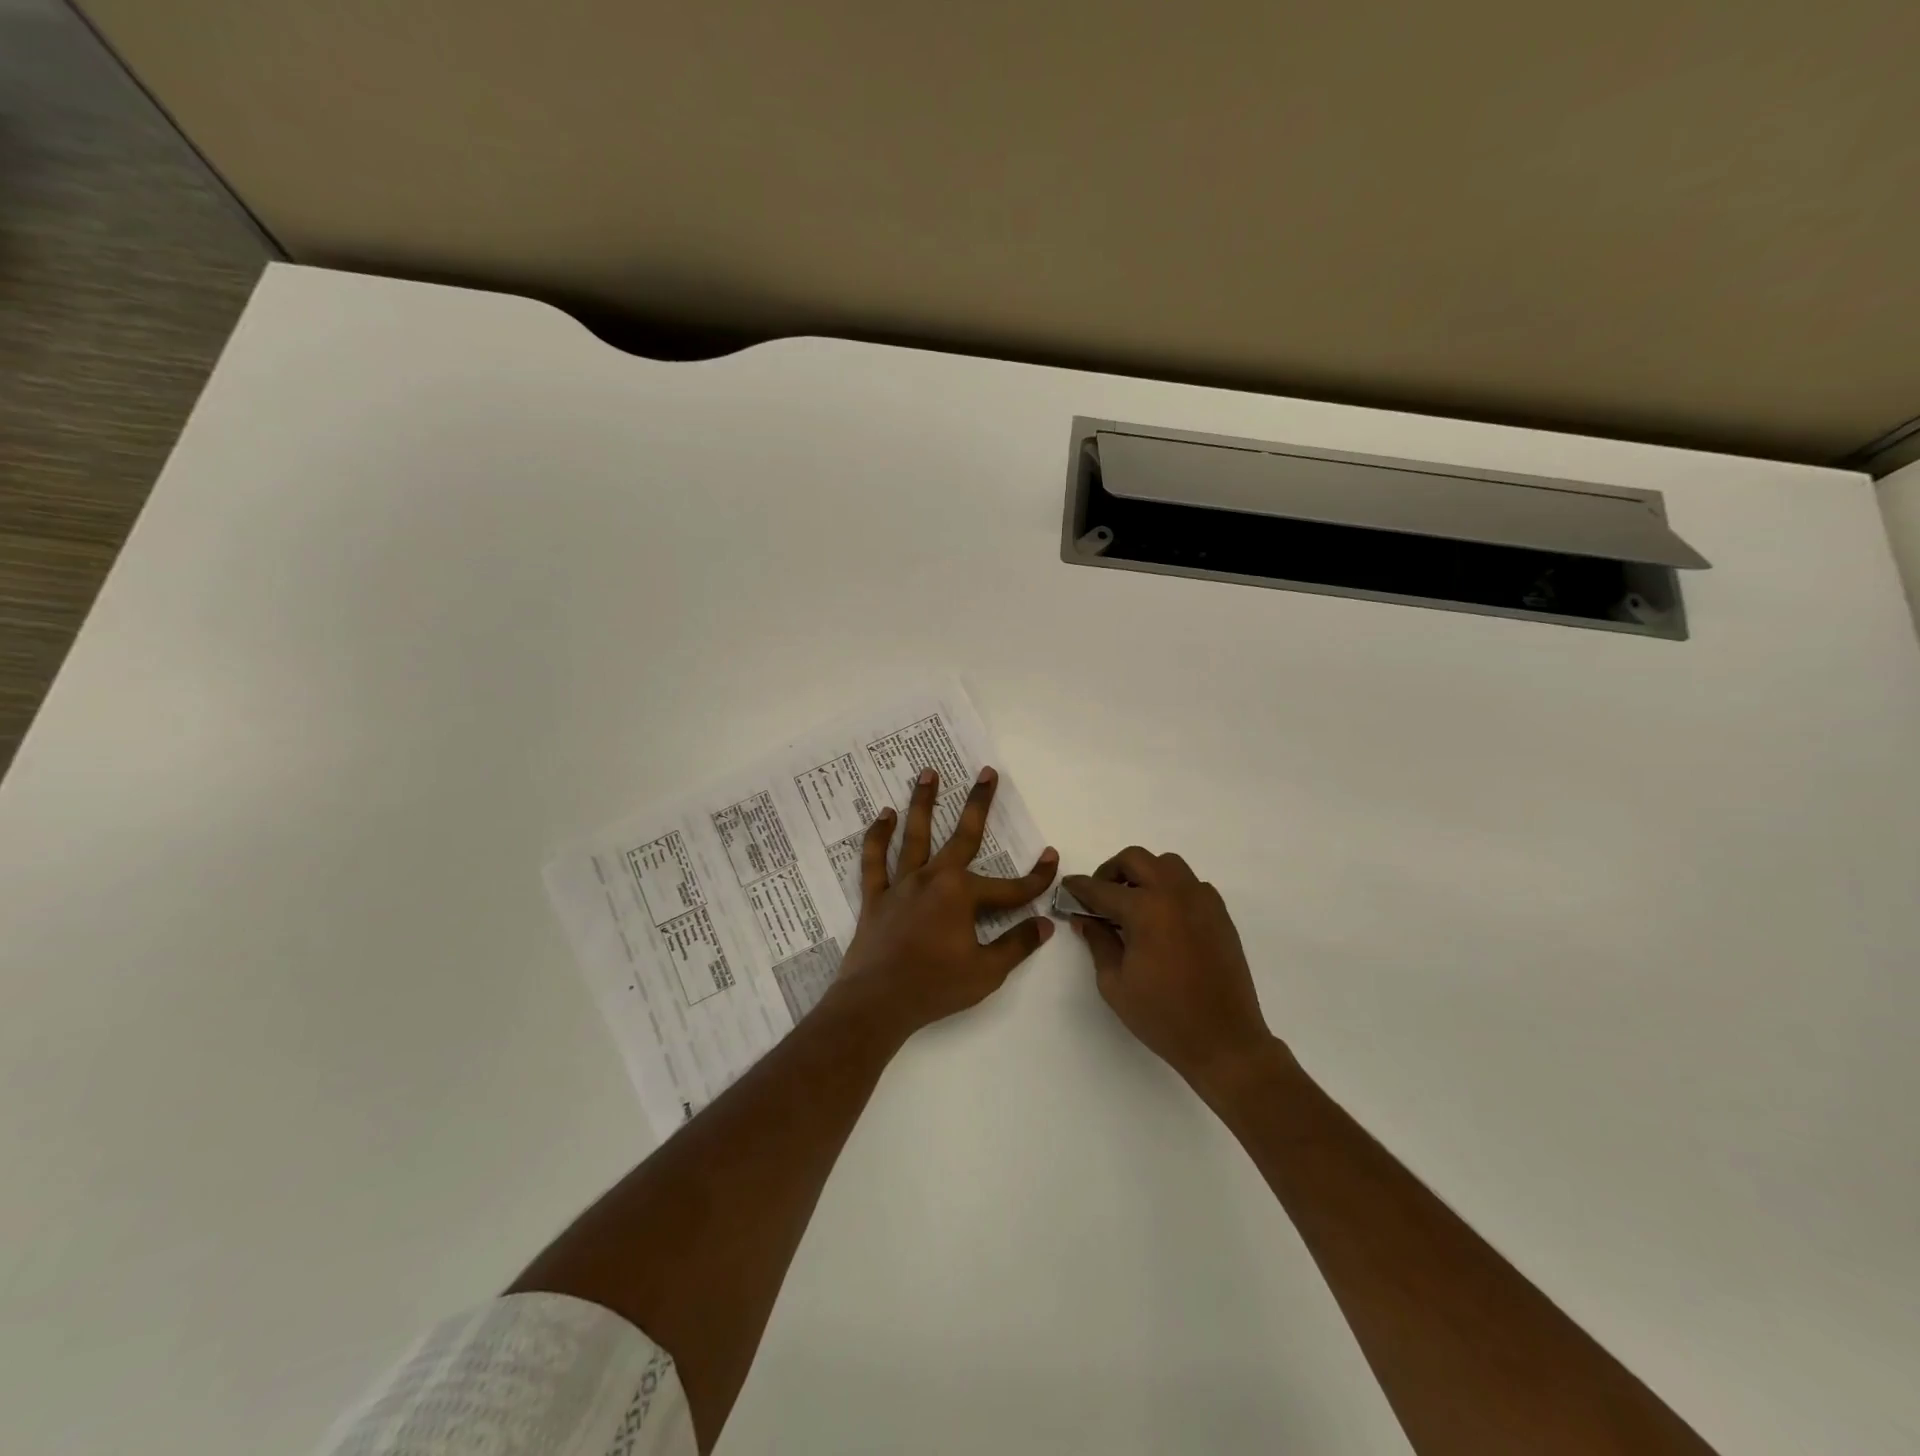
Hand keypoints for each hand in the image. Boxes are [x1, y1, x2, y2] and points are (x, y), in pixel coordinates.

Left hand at [831, 765, 1057, 1038]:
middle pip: (962, 836)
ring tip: (928, 772)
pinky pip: (875, 861)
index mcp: (962, 895)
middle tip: (987, 772)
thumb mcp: (986, 971)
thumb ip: (1016, 944)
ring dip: (923, 802)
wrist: (876, 1003)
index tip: (1052, 858)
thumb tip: (1045, 924)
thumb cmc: (935, 987)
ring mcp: (902, 885)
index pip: (1010, 886)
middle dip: (979, 804)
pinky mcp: (876, 897)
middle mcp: (933, 879)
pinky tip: (883, 815)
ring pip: (915, 835)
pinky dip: (877, 837)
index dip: (1036, 876)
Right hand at [1063, 849, 1277, 1092]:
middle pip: (1135, 859)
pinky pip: (1191, 884)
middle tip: (1100, 896)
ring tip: (1133, 904)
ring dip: (1144, 874)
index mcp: (1145, 909)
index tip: (1067, 888)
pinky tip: (1164, 918)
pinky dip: (1171, 889)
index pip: (1101, 888)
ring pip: (1167, 864)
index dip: (1079, 888)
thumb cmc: (1162, 1015)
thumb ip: (1098, 941)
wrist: (1224, 1040)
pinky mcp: (1220, 914)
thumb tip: (1086, 918)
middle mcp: (1174, 893)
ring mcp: (1202, 900)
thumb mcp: (1114, 983)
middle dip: (1111, 871)